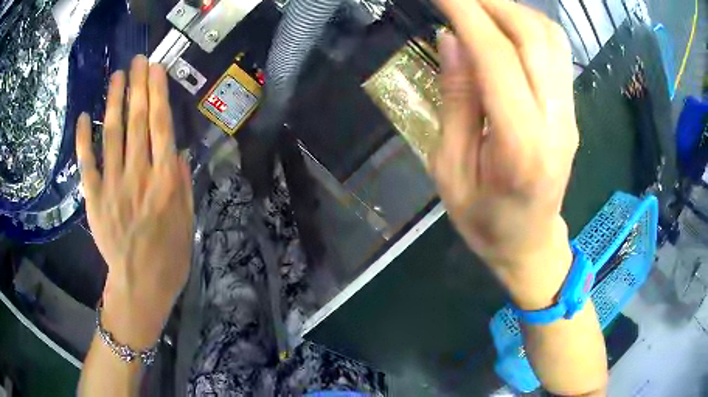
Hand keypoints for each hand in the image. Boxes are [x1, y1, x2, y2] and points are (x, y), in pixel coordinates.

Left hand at [76, 55, 193, 348]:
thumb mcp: (187, 221)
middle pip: (137, 122)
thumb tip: (176, 151)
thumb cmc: (169, 257)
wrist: (140, 286)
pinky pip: (88, 164)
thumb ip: (182, 184)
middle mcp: (139, 175)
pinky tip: (84, 116)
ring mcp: (113, 185)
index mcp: (165, 181)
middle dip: (137, 87)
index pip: (161, 127)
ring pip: (112, 134)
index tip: (155, 70)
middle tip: (138, 60)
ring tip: (116, 76)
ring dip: (114, 102)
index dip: (157, 94)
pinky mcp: (95, 199)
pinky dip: (84, 139)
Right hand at [433, 0, 577, 306]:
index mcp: (519, 145)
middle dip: (490, 2)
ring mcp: (569, 113)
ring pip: (550, 38)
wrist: (531, 245)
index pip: (496, 55)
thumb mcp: (450, 170)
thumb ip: (456, 101)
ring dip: (511, 9)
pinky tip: (503, 24)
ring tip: (477, 6)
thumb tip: (452, 41)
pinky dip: (528, 25)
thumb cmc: (484, 221)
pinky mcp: (571, 110)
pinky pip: (556, 52)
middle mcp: (554, 121)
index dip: (465, 12)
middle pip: (532, 36)